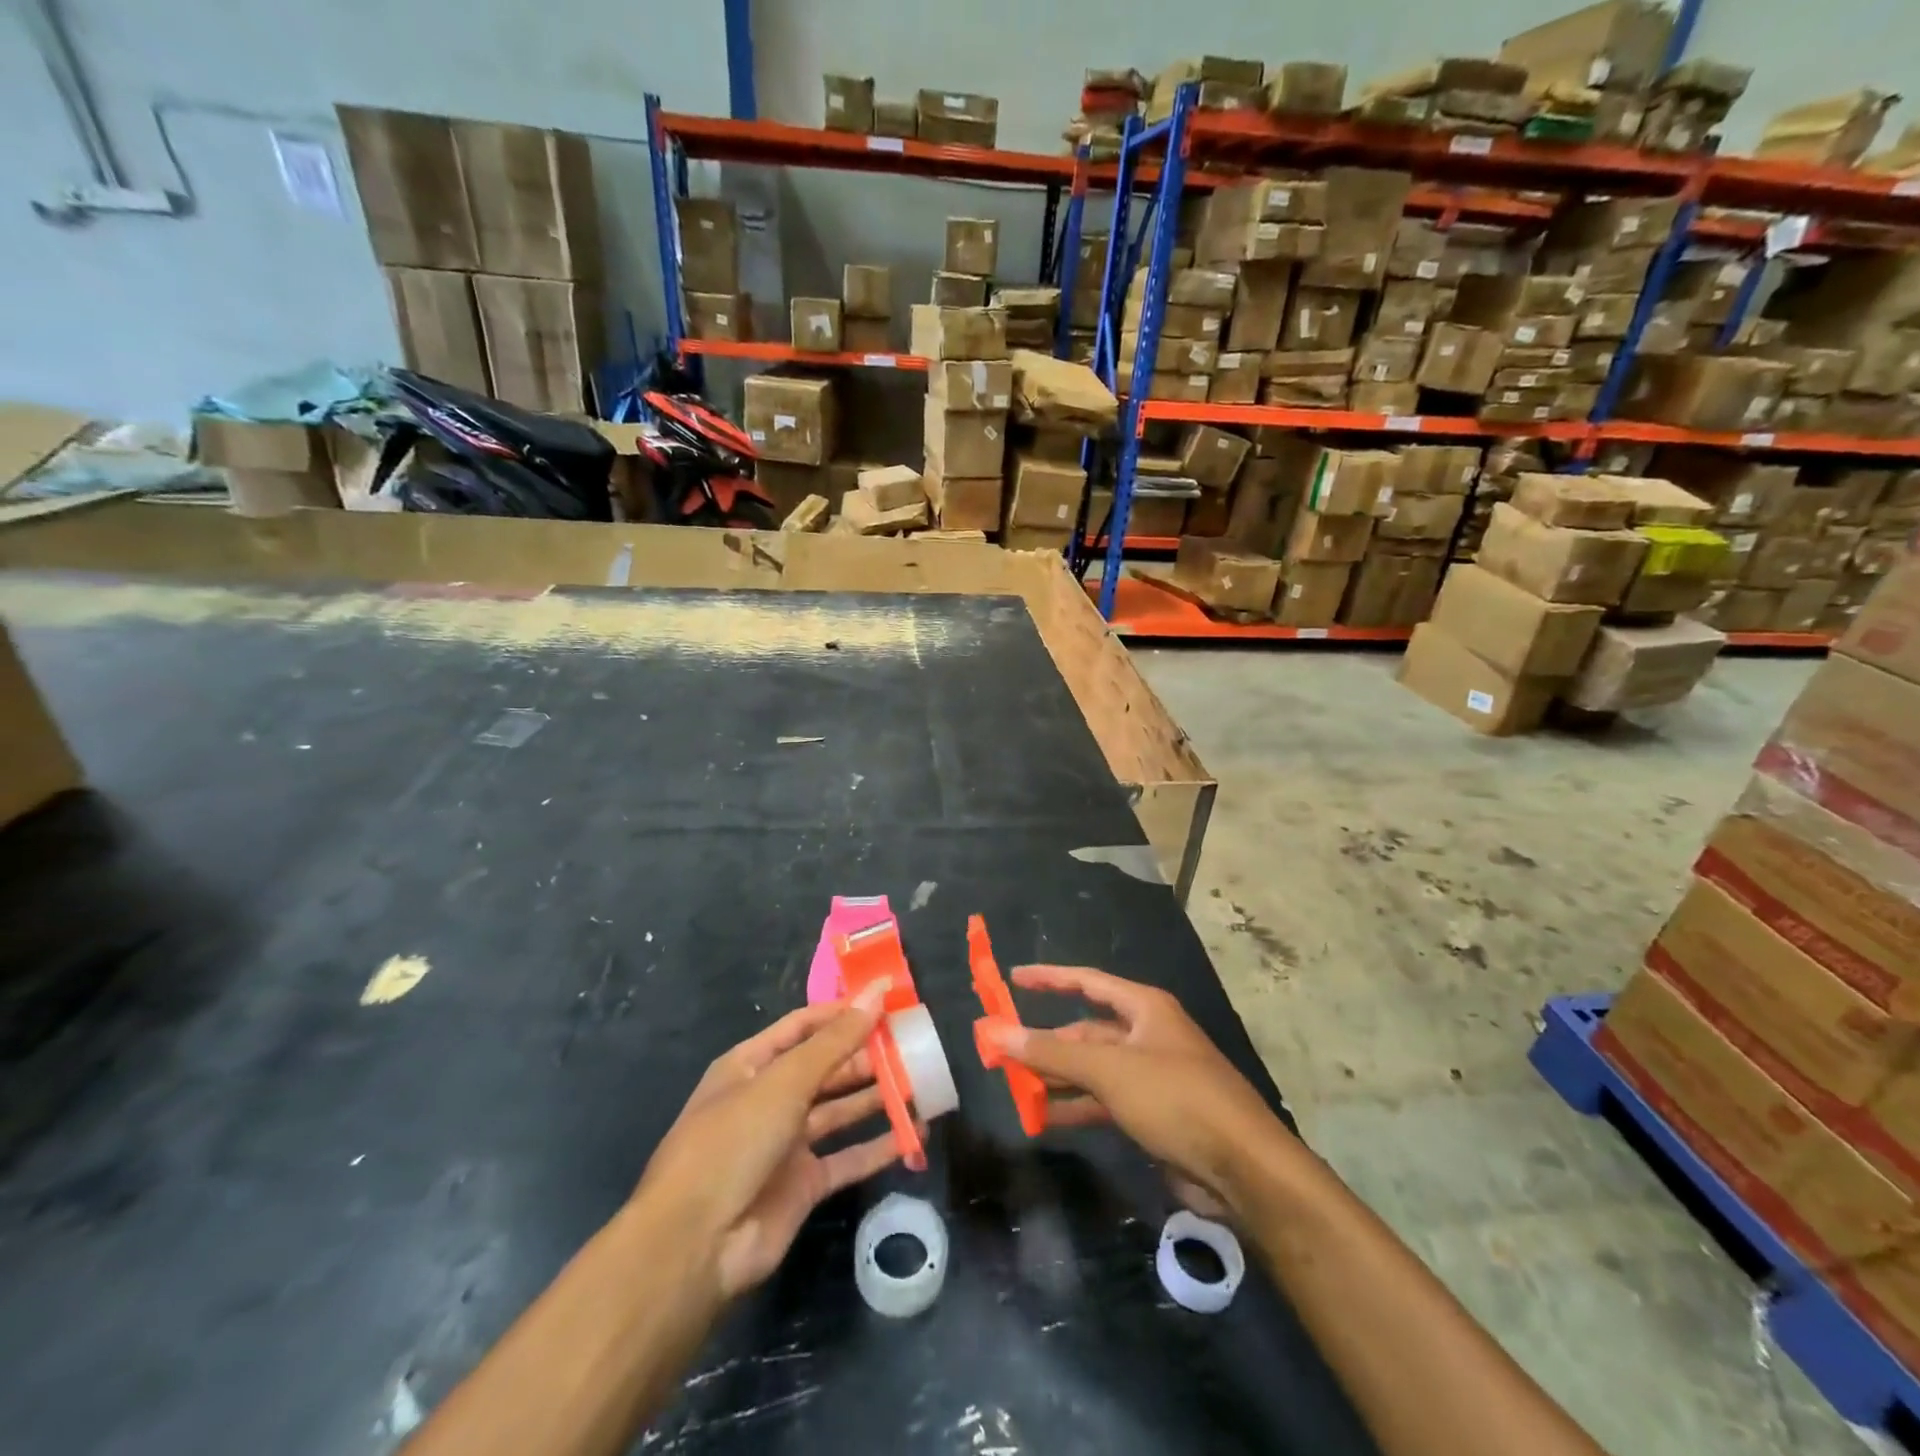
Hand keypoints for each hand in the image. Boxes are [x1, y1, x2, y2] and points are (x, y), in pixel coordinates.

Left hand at [635, 980, 907, 1300]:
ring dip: (876, 1096)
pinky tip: (915, 1133)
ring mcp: (786, 1144)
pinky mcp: (803, 1185)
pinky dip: (879, 1146)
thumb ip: (837, 1040)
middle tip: (914, 1043)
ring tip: (922, 1079)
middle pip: (825, 1067)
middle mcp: (768, 1099)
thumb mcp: (785, 1081)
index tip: (888, 1002)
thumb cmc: (734, 1141)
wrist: (696, 1245)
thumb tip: (878, 991)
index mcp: (751, 1065)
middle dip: (865, 1055)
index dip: (843, 1012)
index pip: (804, 1026)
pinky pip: (848, 1158)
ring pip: (839, 1110)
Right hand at [982, 966, 1284, 1216]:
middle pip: (1086, 1030)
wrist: (1243, 1169)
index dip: (1048, 978)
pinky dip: (1075, 1106)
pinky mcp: (1153, 1114)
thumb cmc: (1175, 1098)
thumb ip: (1050, 1050)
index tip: (1011, 979)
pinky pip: (1103, 1101)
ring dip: (1057, 1077)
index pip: (1087, 982)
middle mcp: (1147, 1035)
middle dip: (1046, 1042)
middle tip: (1002, 1052)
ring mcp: (1151, 1076)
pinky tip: (1044, 1117)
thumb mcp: (1109, 1069)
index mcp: (1144, 1008)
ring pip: (1093, 1069)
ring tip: (1015, 1087)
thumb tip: (995, 1031)